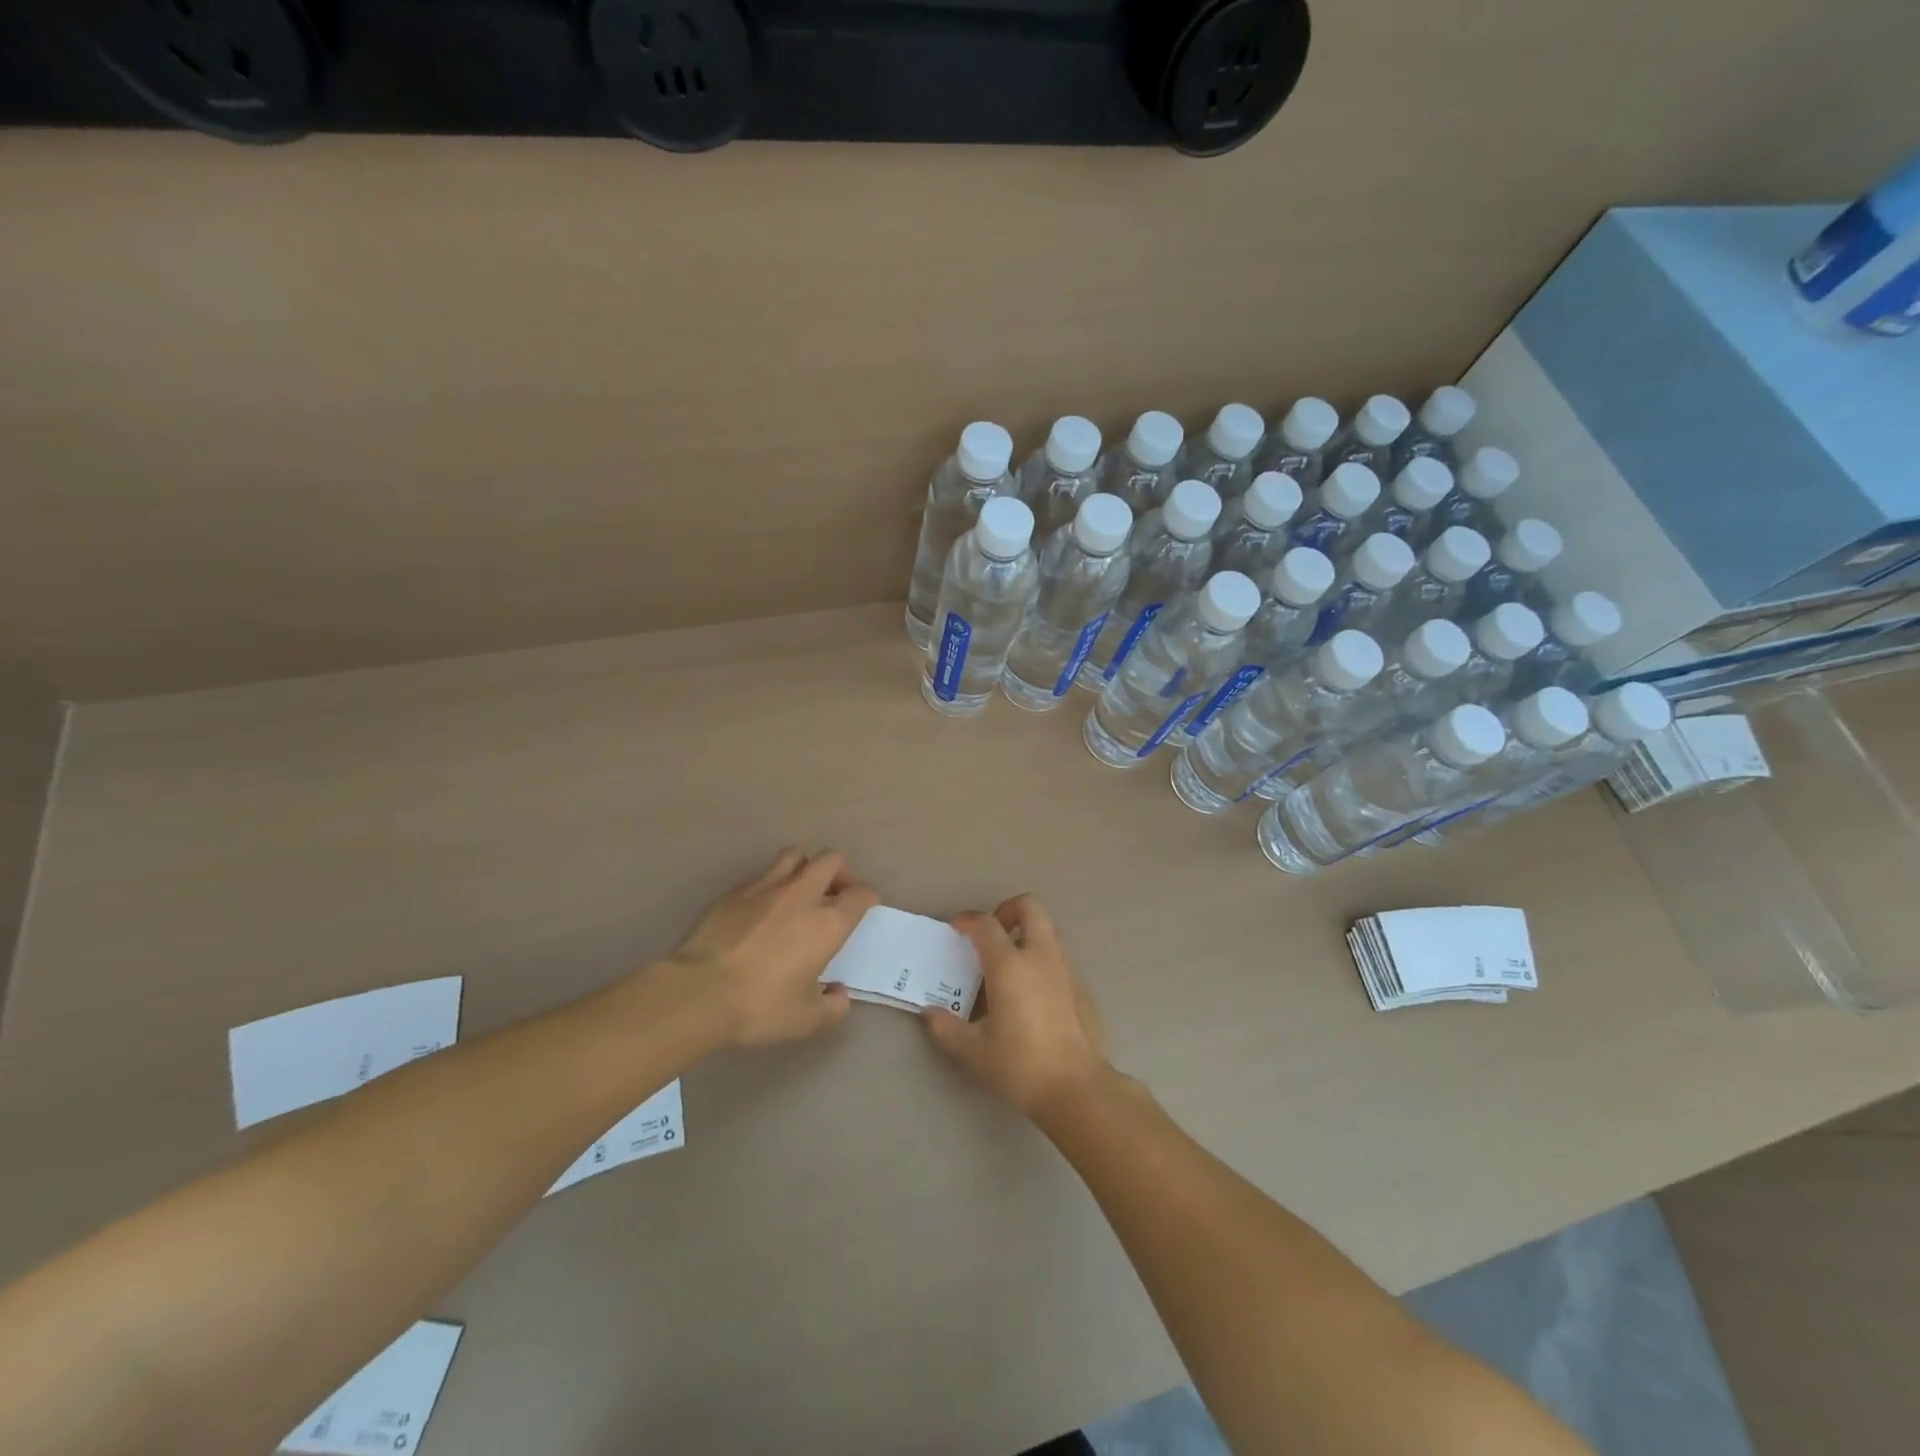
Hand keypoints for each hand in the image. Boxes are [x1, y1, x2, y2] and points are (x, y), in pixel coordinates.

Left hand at [669, 848, 879, 1045]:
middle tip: (834, 894)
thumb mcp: (806, 1020)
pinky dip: (772, 883)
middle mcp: (802, 895)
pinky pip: (762, 873)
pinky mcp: (735, 891)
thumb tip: (839, 993)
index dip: (867, 897)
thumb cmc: (760, 1006)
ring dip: (805, 867)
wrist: (699, 992)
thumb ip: (833, 1006)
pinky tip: (763, 907)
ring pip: (796, 855)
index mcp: (828, 923)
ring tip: (799, 891)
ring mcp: (766, 887)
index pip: (861, 893)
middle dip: (840, 872)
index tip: (863, 907)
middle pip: (831, 860)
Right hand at [921, 895, 1110, 1117]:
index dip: (968, 920)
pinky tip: (1030, 995)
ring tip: (1008, 964)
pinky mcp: (1081, 988)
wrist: (1075, 1088)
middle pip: (1029, 907)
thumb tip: (929, 1013)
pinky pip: (1058, 958)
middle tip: (991, 934)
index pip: (986, 924)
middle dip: (1008, 910)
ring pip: (1047, 930)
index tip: (956, 927)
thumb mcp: (974, 1050)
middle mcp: (1040, 957)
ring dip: (1026, 934)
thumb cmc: (1020, 1064)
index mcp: (1010, 966)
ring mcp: (1065, 970)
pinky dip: (1041, 961)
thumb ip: (947, 1028)